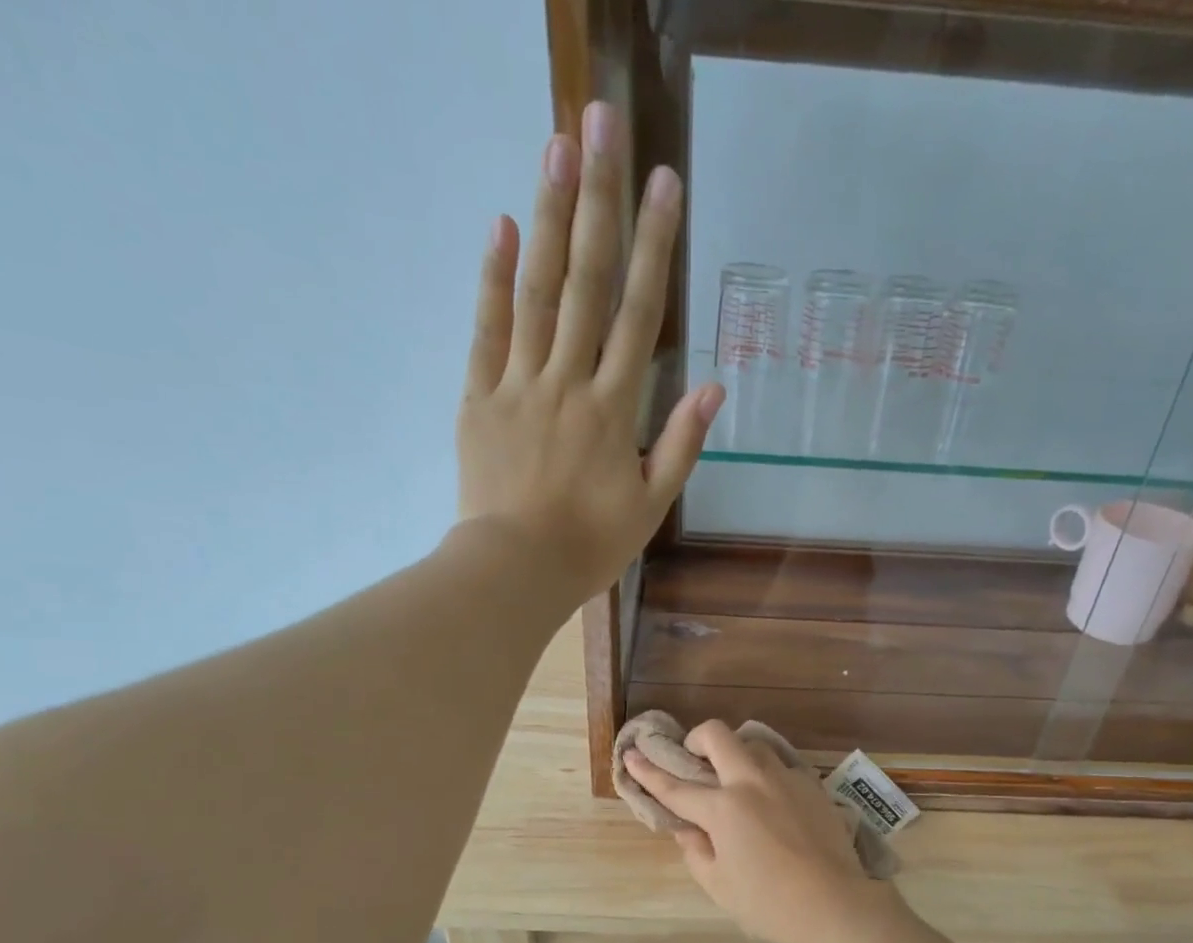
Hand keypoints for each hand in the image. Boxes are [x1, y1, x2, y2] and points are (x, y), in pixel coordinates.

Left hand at [456, 100, 722, 604]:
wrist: (516, 571)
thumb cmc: (590, 545)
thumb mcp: (651, 505)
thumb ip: (682, 445)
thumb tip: (713, 387)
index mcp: (614, 409)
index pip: (638, 314)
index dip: (653, 246)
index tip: (663, 183)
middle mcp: (568, 382)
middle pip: (586, 282)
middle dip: (597, 201)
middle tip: (601, 122)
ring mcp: (518, 385)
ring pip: (535, 292)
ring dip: (546, 217)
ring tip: (556, 147)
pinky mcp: (479, 397)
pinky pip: (486, 331)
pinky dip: (492, 279)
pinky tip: (499, 225)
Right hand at [624, 722, 889, 942]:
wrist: (834, 904)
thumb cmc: (769, 903)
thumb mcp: (718, 884)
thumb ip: (696, 850)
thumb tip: (687, 828)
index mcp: (722, 809)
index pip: (675, 786)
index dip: (648, 771)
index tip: (631, 754)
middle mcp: (751, 782)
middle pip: (717, 735)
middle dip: (696, 738)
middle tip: (694, 759)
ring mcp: (785, 779)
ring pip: (753, 744)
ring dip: (735, 754)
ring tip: (734, 779)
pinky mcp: (812, 785)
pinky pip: (781, 765)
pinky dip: (766, 773)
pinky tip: (770, 798)